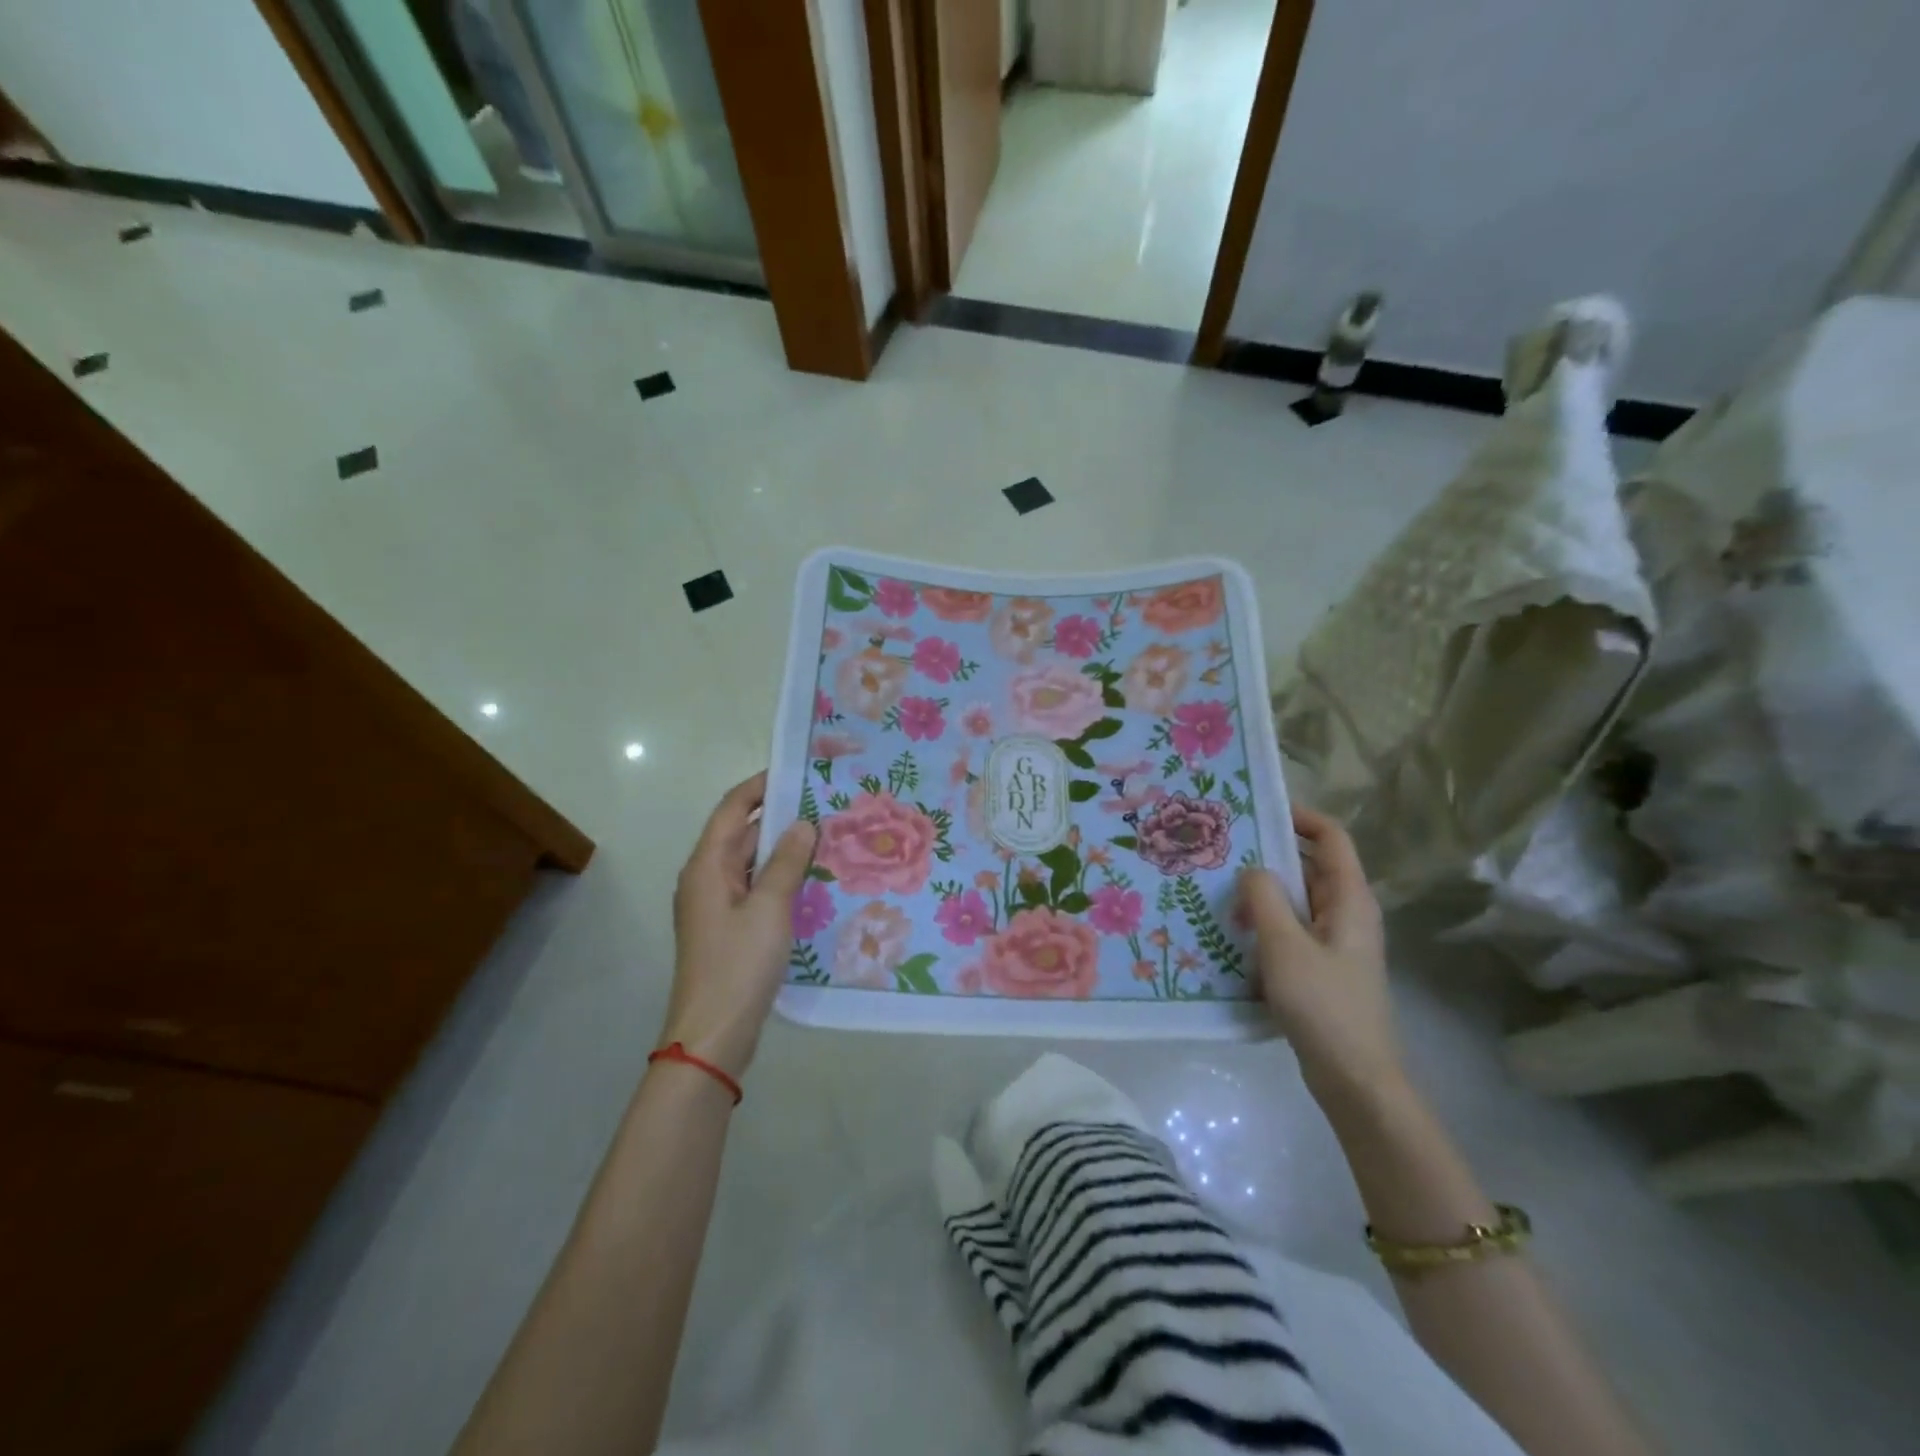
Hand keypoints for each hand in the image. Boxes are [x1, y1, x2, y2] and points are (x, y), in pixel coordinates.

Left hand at [664, 772, 817, 1080]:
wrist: (713, 1035)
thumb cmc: (738, 964)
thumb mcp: (769, 907)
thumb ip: (787, 862)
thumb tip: (803, 824)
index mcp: (707, 866)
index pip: (731, 809)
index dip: (759, 786)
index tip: (795, 771)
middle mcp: (706, 879)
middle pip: (741, 834)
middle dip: (779, 817)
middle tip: (824, 805)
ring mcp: (716, 906)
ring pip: (751, 863)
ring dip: (783, 849)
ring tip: (827, 837)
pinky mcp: (729, 928)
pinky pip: (755, 888)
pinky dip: (780, 877)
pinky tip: (812, 880)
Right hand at [1239, 806, 1400, 1114]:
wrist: (1355, 1079)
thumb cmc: (1324, 1006)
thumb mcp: (1285, 946)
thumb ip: (1264, 898)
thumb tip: (1251, 869)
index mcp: (1350, 899)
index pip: (1332, 838)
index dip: (1300, 816)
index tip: (1256, 811)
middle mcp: (1347, 913)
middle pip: (1310, 866)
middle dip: (1269, 854)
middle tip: (1222, 850)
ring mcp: (1335, 942)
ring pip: (1297, 900)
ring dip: (1262, 892)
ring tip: (1218, 888)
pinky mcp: (1321, 967)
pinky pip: (1291, 929)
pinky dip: (1265, 922)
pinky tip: (1231, 932)